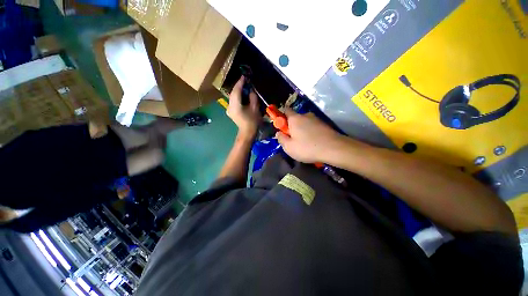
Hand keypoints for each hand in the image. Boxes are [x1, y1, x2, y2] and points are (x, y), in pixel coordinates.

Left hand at [227, 76, 261, 137]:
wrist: (247, 132)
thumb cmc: (252, 122)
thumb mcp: (255, 108)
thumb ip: (252, 97)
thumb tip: (250, 90)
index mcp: (235, 105)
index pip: (236, 91)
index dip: (240, 83)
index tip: (244, 76)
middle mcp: (229, 106)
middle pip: (233, 93)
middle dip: (239, 86)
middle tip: (245, 81)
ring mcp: (229, 109)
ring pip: (232, 97)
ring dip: (238, 91)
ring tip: (244, 87)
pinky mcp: (230, 111)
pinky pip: (233, 101)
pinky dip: (237, 97)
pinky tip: (242, 95)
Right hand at [276, 108, 342, 162]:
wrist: (334, 149)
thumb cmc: (307, 147)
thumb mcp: (289, 147)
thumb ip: (281, 139)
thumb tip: (279, 133)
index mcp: (295, 118)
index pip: (286, 110)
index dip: (281, 117)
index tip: (281, 127)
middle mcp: (306, 115)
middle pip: (295, 118)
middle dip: (292, 127)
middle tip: (293, 139)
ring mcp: (316, 119)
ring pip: (305, 123)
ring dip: (302, 130)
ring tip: (304, 143)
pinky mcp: (324, 125)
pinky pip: (313, 127)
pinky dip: (310, 133)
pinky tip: (313, 143)